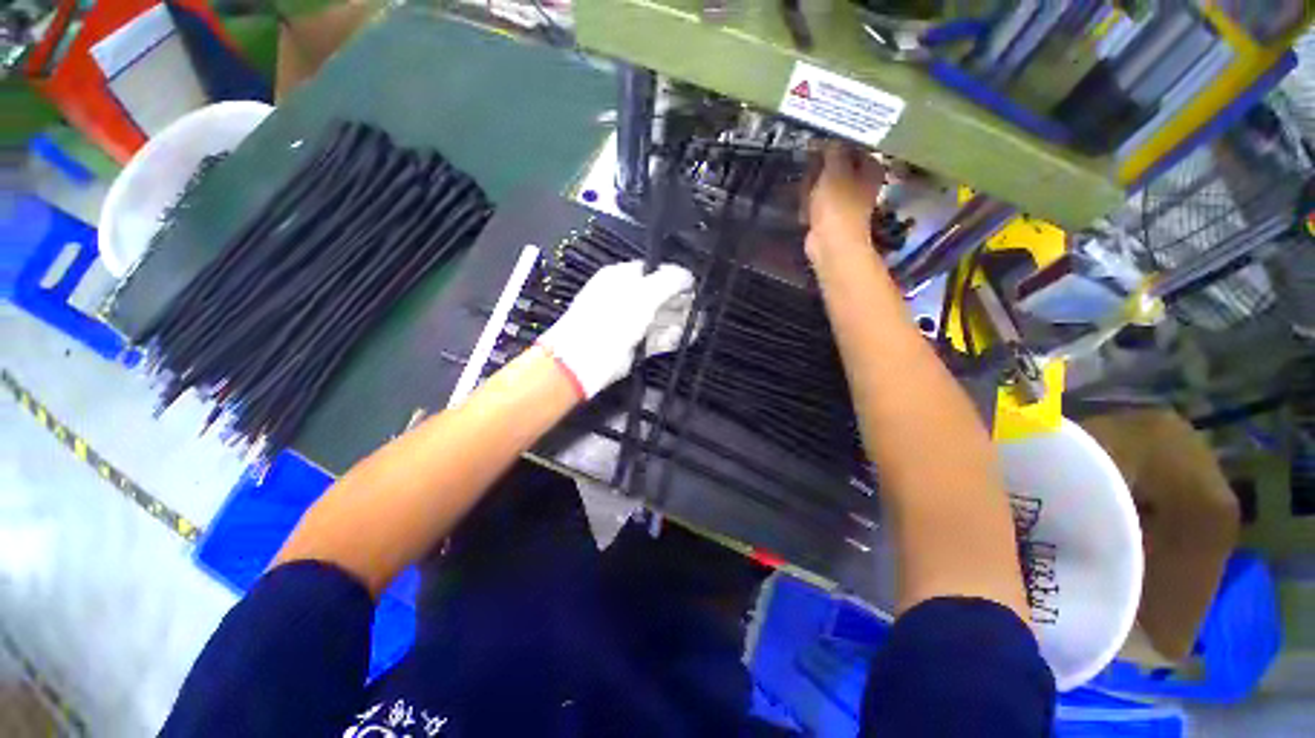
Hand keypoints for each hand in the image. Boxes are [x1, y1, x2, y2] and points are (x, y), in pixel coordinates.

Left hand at [538, 261, 696, 398]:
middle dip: (680, 301)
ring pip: (658, 318)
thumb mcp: (644, 294)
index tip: (692, 286)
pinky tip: (687, 336)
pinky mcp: (632, 345)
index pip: (652, 270)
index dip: (673, 277)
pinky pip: (655, 337)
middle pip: (658, 296)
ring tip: (699, 323)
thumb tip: (687, 275)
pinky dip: (671, 337)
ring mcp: (628, 323)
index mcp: (620, 278)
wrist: (585, 360)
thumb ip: (669, 280)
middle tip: (699, 307)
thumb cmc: (613, 319)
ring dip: (679, 320)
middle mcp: (624, 298)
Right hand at [805, 142, 884, 260]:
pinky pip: (817, 204)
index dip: (834, 144)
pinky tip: (805, 211)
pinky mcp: (831, 218)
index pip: (853, 146)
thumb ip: (833, 150)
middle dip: (820, 170)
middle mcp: (862, 183)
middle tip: (809, 171)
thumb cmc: (837, 204)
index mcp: (871, 167)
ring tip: (806, 194)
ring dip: (812, 189)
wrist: (831, 244)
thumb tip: (831, 137)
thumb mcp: (834, 169)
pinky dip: (810, 207)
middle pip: (837, 166)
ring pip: (824, 186)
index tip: (816, 144)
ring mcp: (846, 202)